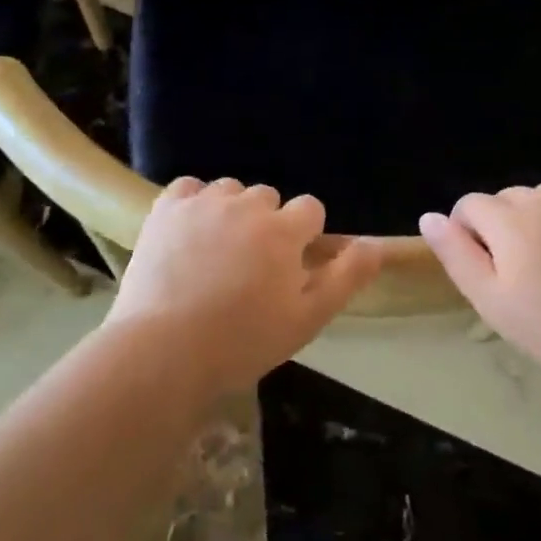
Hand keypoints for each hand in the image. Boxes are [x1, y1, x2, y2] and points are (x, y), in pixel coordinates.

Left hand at [109, 177, 380, 391]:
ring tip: (215, 253)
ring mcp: (205, 203)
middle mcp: (247, 205)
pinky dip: (193, 204)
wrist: (163, 352)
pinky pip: (190, 188)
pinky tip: (188, 233)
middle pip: (269, 197)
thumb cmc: (242, 342)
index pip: (310, 209)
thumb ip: (346, 276)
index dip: (304, 235)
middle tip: (250, 266)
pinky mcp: (167, 208)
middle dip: (267, 223)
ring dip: (231, 212)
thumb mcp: (307, 319)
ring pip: (230, 191)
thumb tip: (376, 244)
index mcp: (284, 231)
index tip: (289, 265)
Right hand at [420, 178, 540, 385]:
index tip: (487, 268)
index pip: (469, 205)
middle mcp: (540, 195)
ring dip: (540, 216)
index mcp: (507, 219)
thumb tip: (429, 217)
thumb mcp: (490, 301)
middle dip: (505, 226)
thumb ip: (456, 254)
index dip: (469, 233)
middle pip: (506, 199)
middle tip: (526, 272)